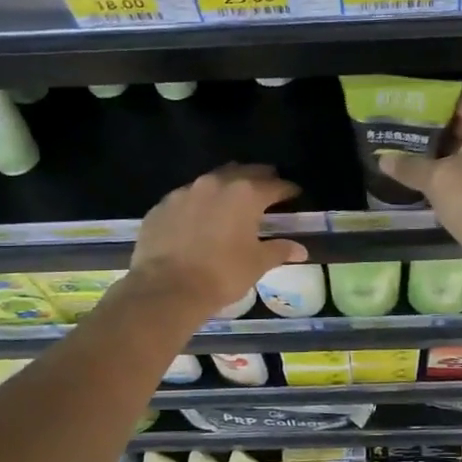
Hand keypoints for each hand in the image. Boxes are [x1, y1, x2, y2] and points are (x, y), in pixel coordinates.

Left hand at [129, 164, 306, 315]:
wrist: (166, 289)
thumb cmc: (221, 274)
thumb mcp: (257, 264)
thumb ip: (279, 250)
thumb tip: (300, 249)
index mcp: (245, 194)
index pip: (274, 185)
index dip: (287, 189)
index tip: (294, 194)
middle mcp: (215, 184)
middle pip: (243, 172)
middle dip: (258, 178)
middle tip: (267, 188)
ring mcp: (184, 192)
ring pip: (212, 181)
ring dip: (225, 187)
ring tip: (232, 201)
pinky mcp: (161, 206)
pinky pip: (186, 198)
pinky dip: (198, 204)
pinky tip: (198, 219)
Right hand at [378, 90, 461, 256]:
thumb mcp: (437, 181)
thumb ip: (410, 167)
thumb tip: (384, 159)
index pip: (459, 97)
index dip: (432, 100)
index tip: (406, 107)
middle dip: (435, 128)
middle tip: (405, 132)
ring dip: (446, 152)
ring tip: (414, 155)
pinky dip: (460, 171)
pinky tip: (436, 181)